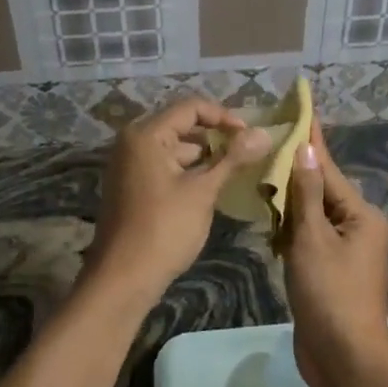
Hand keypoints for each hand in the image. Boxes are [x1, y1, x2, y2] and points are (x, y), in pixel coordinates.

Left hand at [86, 97, 271, 305]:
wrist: (123, 278)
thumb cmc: (164, 230)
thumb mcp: (202, 191)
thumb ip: (232, 159)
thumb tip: (264, 133)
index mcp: (145, 134)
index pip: (191, 108)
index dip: (224, 117)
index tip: (250, 136)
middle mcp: (132, 142)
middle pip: (181, 126)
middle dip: (216, 137)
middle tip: (248, 152)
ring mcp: (129, 164)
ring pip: (174, 148)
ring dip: (204, 157)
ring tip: (236, 171)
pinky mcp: (132, 185)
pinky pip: (164, 166)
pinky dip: (188, 172)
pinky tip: (211, 187)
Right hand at [283, 117, 387, 386]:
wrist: (344, 359)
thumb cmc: (330, 294)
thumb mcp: (313, 239)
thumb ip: (306, 194)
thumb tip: (306, 150)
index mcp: (360, 215)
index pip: (327, 169)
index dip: (311, 140)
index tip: (301, 109)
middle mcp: (356, 228)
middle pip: (319, 190)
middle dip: (291, 172)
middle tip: (264, 144)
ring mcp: (343, 252)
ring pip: (310, 215)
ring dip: (287, 204)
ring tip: (259, 176)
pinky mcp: (327, 272)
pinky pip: (306, 239)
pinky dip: (288, 232)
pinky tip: (267, 222)